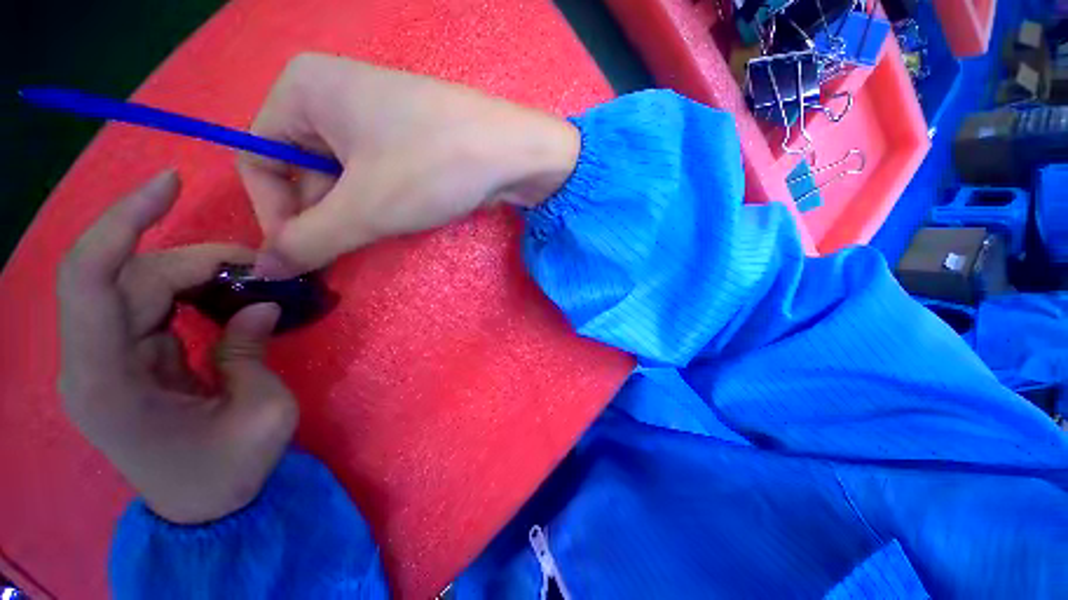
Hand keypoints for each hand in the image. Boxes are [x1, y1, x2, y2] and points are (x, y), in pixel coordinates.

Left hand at [58, 171, 298, 524]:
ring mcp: (107, 359)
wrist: (203, 507)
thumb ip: (251, 352)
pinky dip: (189, 290)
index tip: (169, 184)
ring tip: (250, 279)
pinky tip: (224, 295)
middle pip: (129, 277)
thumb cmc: (230, 472)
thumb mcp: (261, 413)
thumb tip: (258, 305)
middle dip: (197, 259)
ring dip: (197, 273)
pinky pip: (151, 304)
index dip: (122, 222)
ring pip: (140, 285)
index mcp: (107, 382)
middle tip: (261, 266)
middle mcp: (93, 361)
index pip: (90, 279)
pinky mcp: (126, 359)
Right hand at [238, 53, 579, 277]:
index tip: (299, 255)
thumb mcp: (364, 209)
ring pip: (340, 177)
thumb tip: (264, 269)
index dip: (273, 213)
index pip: (257, 159)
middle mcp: (332, 93)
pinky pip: (372, 174)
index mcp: (302, 89)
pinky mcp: (405, 135)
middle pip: (299, 169)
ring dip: (354, 212)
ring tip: (386, 225)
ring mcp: (373, 113)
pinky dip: (378, 201)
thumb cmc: (434, 168)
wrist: (514, 154)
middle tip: (351, 246)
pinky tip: (403, 212)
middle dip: (322, 216)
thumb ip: (307, 241)